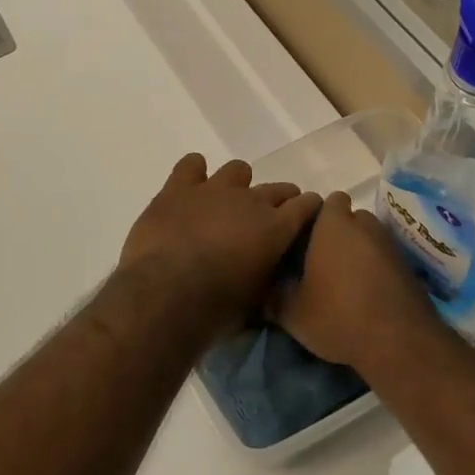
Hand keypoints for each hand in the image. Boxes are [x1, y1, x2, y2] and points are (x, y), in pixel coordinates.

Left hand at [118, 154, 321, 337]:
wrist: (165, 294)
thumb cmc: (216, 309)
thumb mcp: (256, 302)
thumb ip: (268, 277)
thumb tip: (269, 272)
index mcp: (276, 228)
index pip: (307, 205)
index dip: (308, 209)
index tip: (306, 218)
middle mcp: (251, 200)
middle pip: (277, 188)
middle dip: (279, 200)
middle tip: (267, 220)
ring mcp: (214, 189)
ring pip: (238, 170)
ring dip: (237, 185)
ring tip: (226, 204)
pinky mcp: (179, 188)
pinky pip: (192, 164)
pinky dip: (194, 173)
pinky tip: (191, 188)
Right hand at [273, 191, 434, 368]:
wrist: (399, 341)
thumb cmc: (338, 315)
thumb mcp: (293, 313)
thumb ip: (274, 297)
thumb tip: (265, 293)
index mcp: (333, 224)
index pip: (328, 201)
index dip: (318, 217)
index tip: (307, 240)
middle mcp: (364, 225)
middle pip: (350, 218)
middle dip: (339, 234)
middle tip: (323, 263)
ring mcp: (390, 244)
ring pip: (369, 238)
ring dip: (359, 252)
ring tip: (346, 282)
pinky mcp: (408, 266)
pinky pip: (385, 258)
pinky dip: (377, 269)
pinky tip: (368, 296)